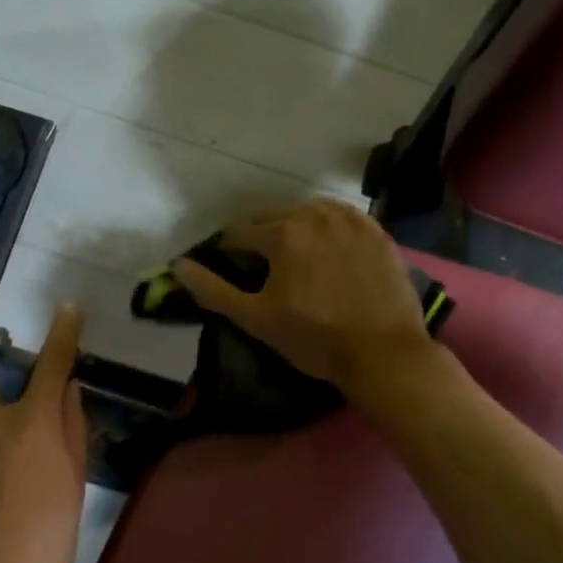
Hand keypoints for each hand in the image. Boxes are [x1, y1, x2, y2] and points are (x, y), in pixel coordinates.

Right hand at [174, 199, 434, 397]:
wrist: (384, 352)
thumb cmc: (315, 339)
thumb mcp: (257, 319)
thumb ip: (213, 290)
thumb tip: (178, 266)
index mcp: (281, 233)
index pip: (238, 233)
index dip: (228, 252)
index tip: (232, 270)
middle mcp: (314, 214)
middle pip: (273, 216)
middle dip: (260, 236)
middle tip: (263, 265)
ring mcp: (350, 219)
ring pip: (308, 211)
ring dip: (294, 226)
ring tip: (296, 254)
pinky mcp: (376, 230)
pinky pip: (342, 216)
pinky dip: (328, 226)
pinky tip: (329, 246)